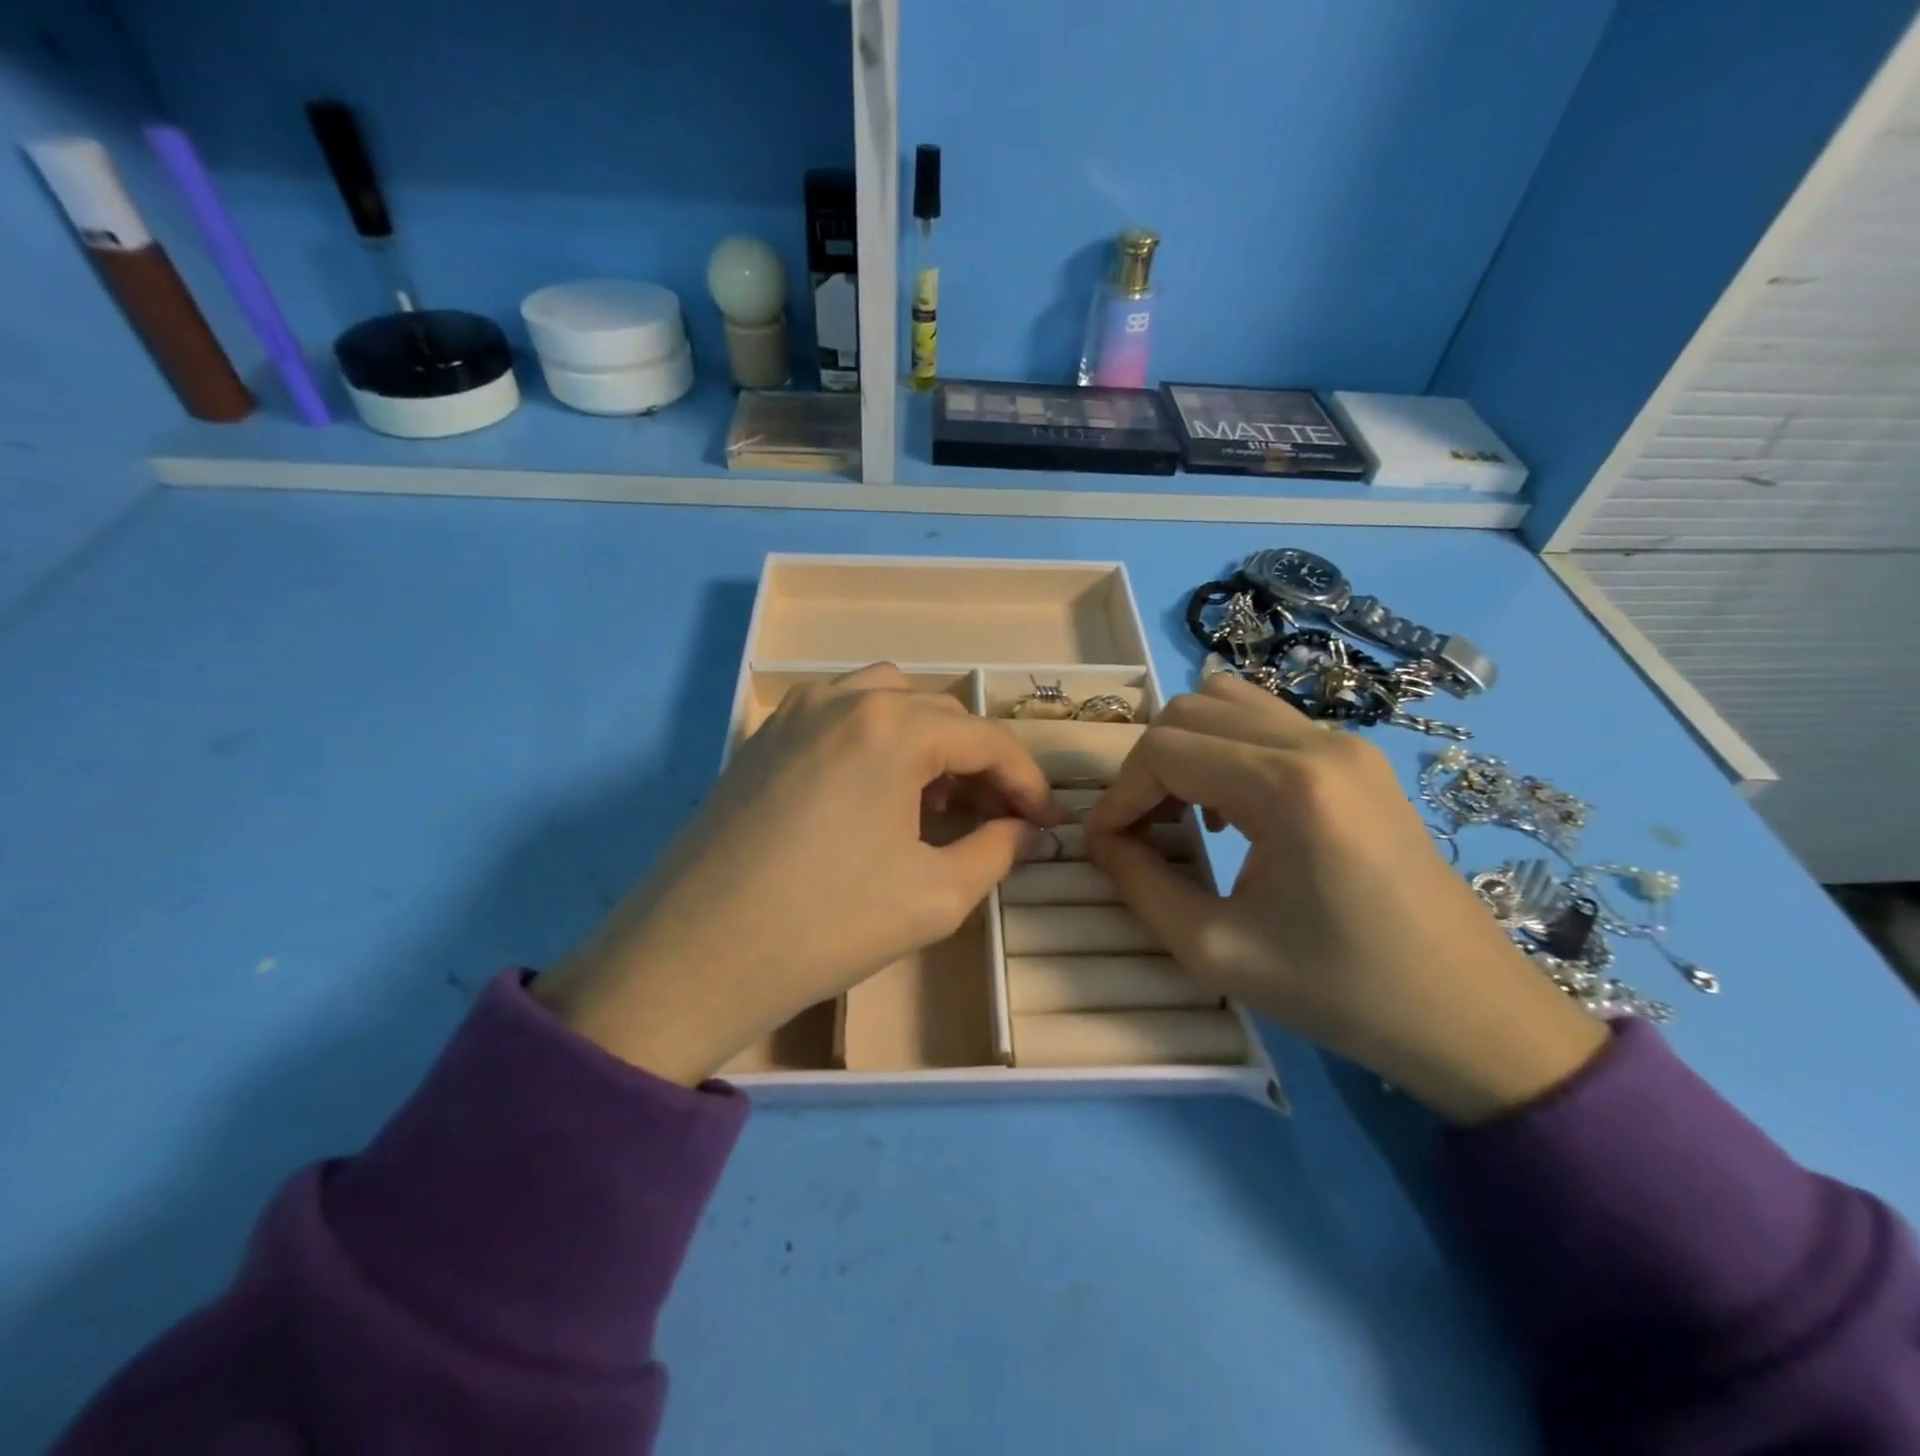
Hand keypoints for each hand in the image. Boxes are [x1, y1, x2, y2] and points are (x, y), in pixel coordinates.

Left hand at [534, 664, 1057, 1084]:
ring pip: (887, 703)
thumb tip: (1027, 833)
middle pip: (939, 714)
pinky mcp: (762, 739)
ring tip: (933, 803)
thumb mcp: (935, 896)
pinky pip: (839, 719)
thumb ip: (997, 852)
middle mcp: (843, 698)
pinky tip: (874, 799)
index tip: (1046, 823)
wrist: (692, 957)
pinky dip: (876, 744)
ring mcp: (794, 713)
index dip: (1027, 781)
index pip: (985, 739)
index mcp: (891, 725)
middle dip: (979, 763)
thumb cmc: (826, 925)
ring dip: (926, 744)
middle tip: (996, 819)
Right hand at [1084, 673, 1607, 1123]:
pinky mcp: (1357, 757)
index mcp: (1289, 786)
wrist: (1472, 1015)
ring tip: (1179, 813)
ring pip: (1226, 703)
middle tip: (1138, 830)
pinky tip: (1228, 809)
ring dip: (1183, 749)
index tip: (1102, 844)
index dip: (1118, 795)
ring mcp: (1344, 742)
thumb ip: (1141, 886)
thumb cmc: (1343, 992)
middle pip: (1189, 712)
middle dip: (1146, 768)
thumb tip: (1101, 841)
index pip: (1165, 751)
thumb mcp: (1218, 951)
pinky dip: (1222, 749)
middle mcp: (1318, 743)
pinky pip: (1264, 722)